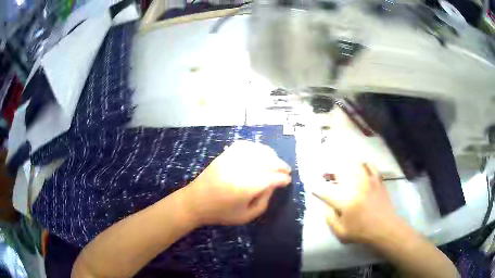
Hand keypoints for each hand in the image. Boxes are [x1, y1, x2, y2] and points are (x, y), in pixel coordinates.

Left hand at [184, 141, 291, 225]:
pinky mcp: (225, 155)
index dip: (282, 179)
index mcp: (247, 187)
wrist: (195, 202)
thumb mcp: (246, 216)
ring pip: (257, 151)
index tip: (288, 181)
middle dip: (280, 165)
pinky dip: (256, 147)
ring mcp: (232, 159)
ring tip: (276, 161)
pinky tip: (260, 153)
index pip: (272, 178)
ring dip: (271, 155)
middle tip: (287, 170)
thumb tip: (273, 186)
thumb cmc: (221, 213)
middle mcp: (241, 169)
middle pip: (267, 161)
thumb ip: (263, 202)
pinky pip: (244, 145)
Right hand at [312, 163, 399, 243]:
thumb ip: (330, 218)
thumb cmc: (362, 232)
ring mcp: (368, 181)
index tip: (313, 187)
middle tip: (326, 175)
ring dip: (345, 164)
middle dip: (330, 172)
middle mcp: (355, 187)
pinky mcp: (377, 180)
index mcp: (345, 201)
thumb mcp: (340, 232)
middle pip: (339, 171)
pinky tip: (361, 169)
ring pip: (354, 164)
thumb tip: (326, 205)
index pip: (325, 191)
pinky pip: (369, 165)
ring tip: (342, 168)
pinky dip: (363, 164)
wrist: (385, 227)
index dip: (317, 189)